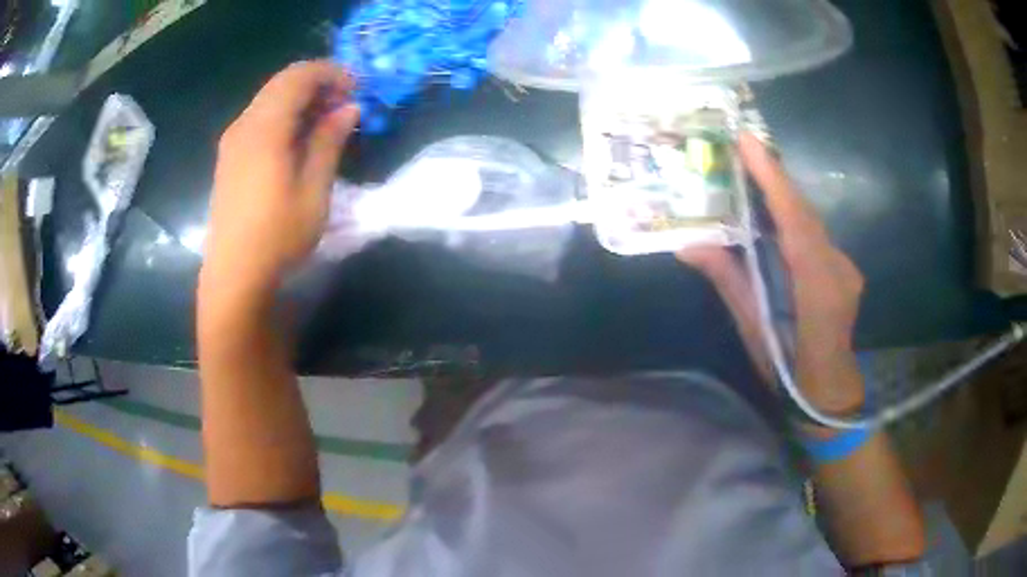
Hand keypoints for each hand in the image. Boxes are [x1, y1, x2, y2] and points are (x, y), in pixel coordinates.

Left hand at [202, 61, 359, 293]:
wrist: (234, 277)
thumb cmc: (277, 237)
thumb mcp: (313, 191)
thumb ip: (329, 142)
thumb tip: (348, 108)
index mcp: (264, 129)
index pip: (298, 77)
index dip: (330, 73)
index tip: (356, 88)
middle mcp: (244, 126)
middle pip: (281, 83)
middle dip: (316, 83)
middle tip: (344, 103)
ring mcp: (232, 142)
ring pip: (268, 100)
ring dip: (299, 99)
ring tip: (326, 120)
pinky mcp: (229, 158)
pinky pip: (258, 119)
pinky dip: (283, 115)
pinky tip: (298, 138)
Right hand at [677, 133, 864, 413]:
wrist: (828, 391)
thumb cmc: (788, 370)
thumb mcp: (753, 329)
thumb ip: (728, 281)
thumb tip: (688, 245)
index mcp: (817, 290)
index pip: (795, 223)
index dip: (773, 180)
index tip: (749, 143)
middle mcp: (838, 270)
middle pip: (805, 213)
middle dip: (774, 177)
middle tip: (743, 147)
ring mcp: (846, 267)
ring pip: (811, 220)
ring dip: (782, 195)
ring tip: (753, 169)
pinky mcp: (844, 268)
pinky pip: (815, 234)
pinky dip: (793, 217)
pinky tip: (773, 212)